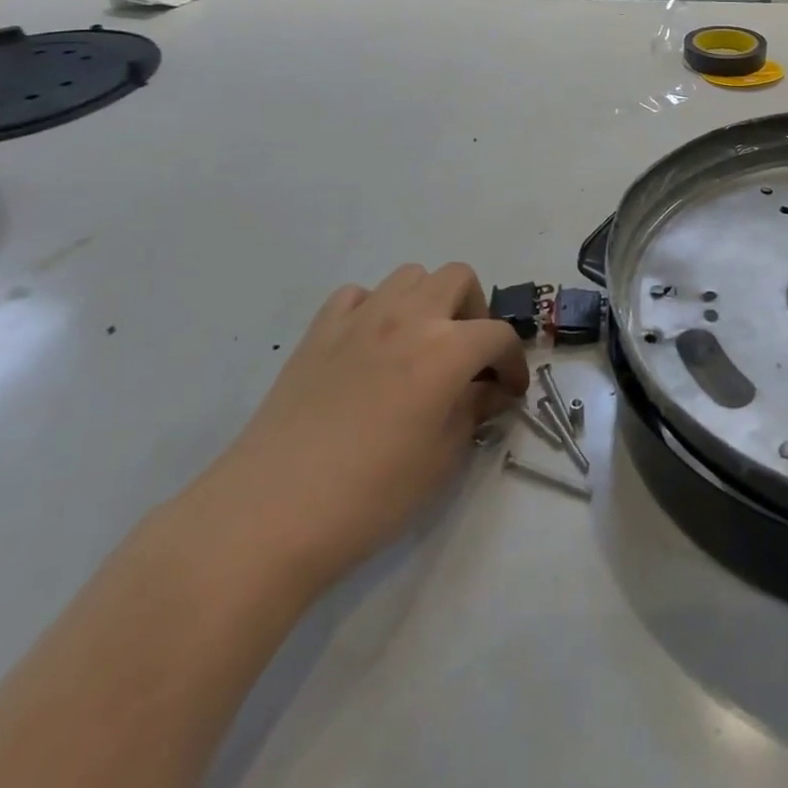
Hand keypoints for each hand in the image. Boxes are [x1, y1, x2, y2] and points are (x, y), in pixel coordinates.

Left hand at [181, 263, 528, 594]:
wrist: (273, 511)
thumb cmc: (372, 493)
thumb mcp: (443, 459)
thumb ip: (473, 411)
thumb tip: (488, 391)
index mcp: (446, 348)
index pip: (498, 335)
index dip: (514, 362)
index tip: (510, 391)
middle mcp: (408, 317)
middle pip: (458, 278)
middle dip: (474, 311)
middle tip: (468, 356)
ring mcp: (359, 318)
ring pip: (408, 276)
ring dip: (427, 301)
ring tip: (421, 346)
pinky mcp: (319, 331)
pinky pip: (357, 295)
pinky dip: (375, 309)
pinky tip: (371, 347)